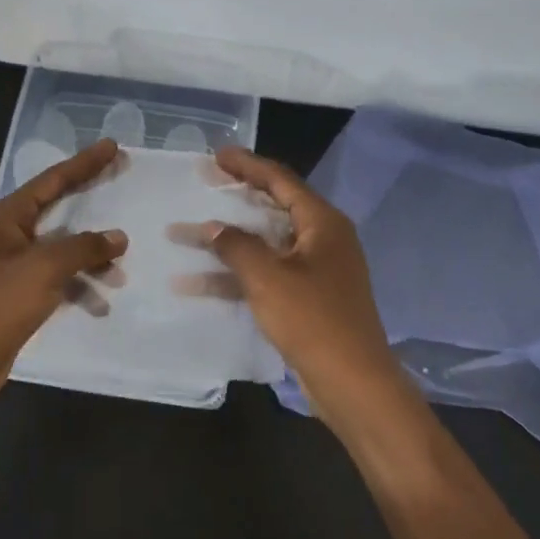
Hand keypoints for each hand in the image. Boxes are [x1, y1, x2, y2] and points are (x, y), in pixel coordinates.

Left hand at [0, 138, 128, 401]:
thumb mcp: (44, 268)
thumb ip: (83, 248)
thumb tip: (117, 237)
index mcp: (6, 218)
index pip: (52, 181)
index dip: (84, 163)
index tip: (112, 146)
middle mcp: (8, 236)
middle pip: (58, 209)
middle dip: (91, 201)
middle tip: (122, 181)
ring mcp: (13, 268)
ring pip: (61, 250)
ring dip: (90, 257)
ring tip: (121, 268)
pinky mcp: (19, 297)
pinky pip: (58, 280)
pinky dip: (79, 287)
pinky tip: (100, 303)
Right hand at [190, 146, 403, 429]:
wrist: (353, 383)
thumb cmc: (313, 320)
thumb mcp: (268, 278)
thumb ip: (237, 246)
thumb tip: (212, 227)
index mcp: (323, 223)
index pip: (281, 180)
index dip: (247, 165)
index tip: (217, 155)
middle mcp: (323, 239)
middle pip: (274, 208)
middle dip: (235, 199)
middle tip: (203, 184)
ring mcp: (317, 270)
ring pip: (266, 244)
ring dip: (228, 242)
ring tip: (186, 235)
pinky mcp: (308, 298)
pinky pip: (268, 274)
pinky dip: (237, 275)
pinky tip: (199, 282)